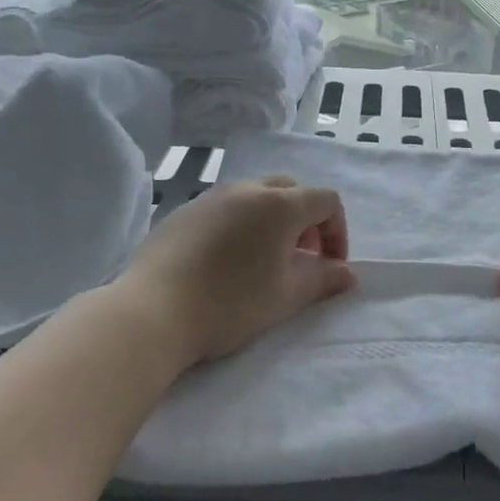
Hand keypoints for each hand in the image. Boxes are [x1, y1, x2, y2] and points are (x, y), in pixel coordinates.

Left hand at [117, 175, 357, 368]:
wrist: (152, 311)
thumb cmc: (229, 304)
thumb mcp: (285, 297)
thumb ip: (322, 280)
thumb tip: (347, 273)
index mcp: (279, 205)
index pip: (326, 201)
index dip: (337, 232)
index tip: (329, 267)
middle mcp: (247, 189)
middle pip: (291, 190)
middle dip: (306, 221)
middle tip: (299, 259)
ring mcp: (211, 197)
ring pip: (255, 195)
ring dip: (272, 220)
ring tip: (263, 260)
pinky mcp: (183, 211)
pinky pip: (225, 207)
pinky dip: (240, 223)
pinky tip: (226, 261)